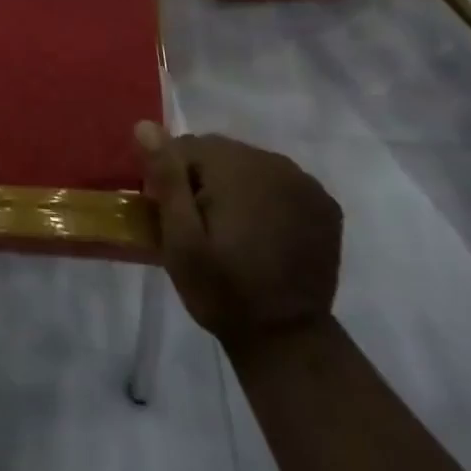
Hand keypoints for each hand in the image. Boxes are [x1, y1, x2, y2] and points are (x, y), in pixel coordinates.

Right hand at [136, 123, 342, 346]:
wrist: (287, 344)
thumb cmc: (223, 291)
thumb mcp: (181, 240)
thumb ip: (166, 178)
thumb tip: (146, 126)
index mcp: (236, 165)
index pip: (186, 147)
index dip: (173, 179)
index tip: (175, 217)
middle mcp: (274, 162)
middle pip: (220, 153)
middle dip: (205, 181)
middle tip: (202, 228)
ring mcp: (305, 182)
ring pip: (249, 165)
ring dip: (236, 188)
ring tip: (234, 232)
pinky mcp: (324, 204)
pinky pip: (280, 182)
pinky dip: (267, 198)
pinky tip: (264, 232)